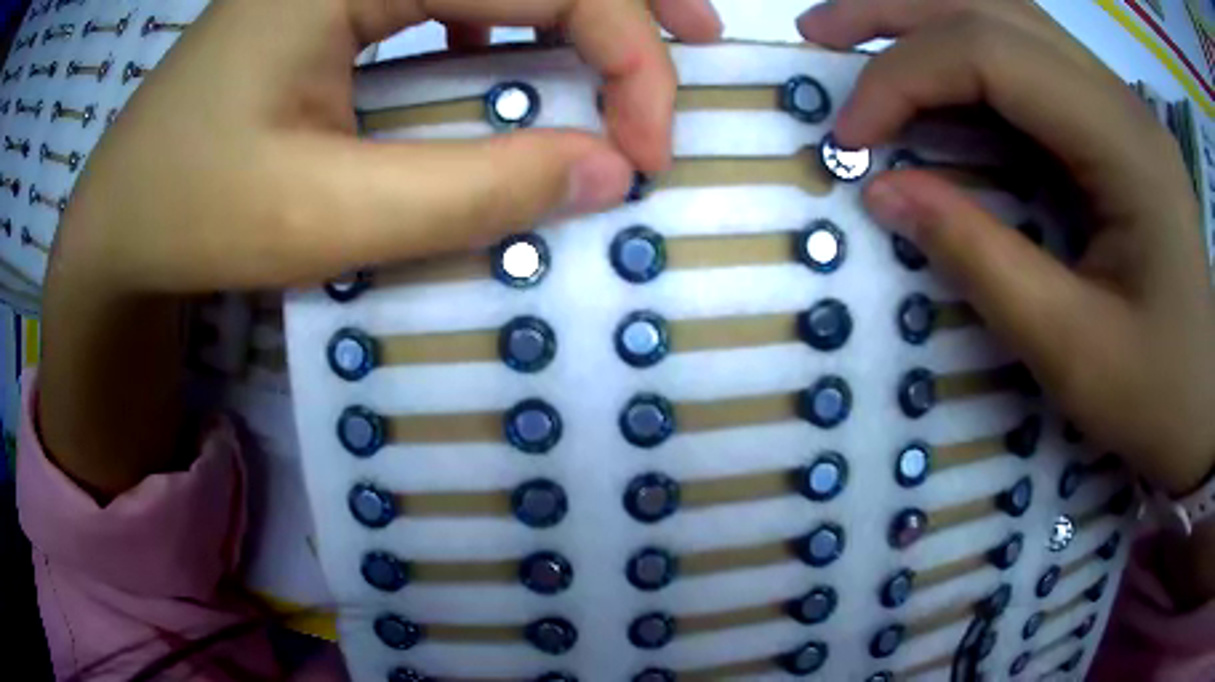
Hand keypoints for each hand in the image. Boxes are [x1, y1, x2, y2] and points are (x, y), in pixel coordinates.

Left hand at [39, 0, 721, 497]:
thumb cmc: (192, 214)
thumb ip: (473, 190)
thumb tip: (603, 173)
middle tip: (698, 39)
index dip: (625, 54)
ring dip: (572, 4)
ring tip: (632, 49)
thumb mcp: (326, 214)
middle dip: (622, 0)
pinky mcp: (331, 0)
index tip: (647, 150)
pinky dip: (504, 19)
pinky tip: (506, 57)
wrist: (118, 223)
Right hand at [800, 0, 1214, 495]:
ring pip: (1007, 18)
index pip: (994, 56)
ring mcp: (1119, 105)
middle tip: (817, 35)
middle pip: (992, 6)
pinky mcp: (1113, 126)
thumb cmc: (1157, 396)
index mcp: (1126, 145)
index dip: (905, 78)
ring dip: (924, 17)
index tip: (850, 139)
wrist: (1204, 405)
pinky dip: (965, 56)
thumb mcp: (1073, 352)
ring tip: (855, 37)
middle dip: (895, 11)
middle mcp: (1120, 100)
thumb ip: (983, 261)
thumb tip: (885, 192)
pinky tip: (933, 76)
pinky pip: (1029, 60)